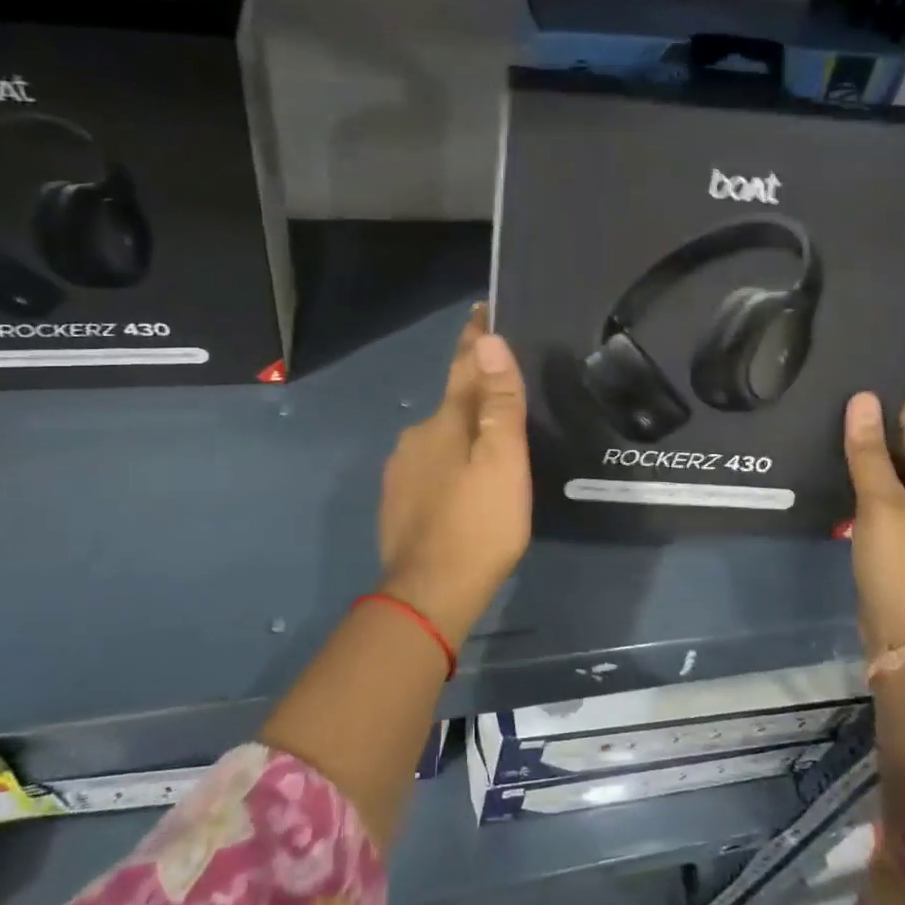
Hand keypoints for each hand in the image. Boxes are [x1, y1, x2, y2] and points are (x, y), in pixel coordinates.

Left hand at [378, 308, 532, 643]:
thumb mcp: (502, 460)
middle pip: (451, 404)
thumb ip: (498, 402)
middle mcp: (415, 437)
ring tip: (490, 446)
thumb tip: (489, 342)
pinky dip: (449, 465)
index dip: (475, 339)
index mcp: (443, 421)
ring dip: (461, 434)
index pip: (462, 366)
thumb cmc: (478, 524)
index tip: (481, 311)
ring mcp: (401, 472)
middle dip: (475, 393)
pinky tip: (463, 486)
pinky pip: (429, 469)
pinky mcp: (398, 502)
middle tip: (506, 394)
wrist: (430, 594)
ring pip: (439, 439)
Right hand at [843, 392, 904, 653]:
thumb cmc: (900, 564)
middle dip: (882, 425)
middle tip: (842, 398)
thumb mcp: (881, 504)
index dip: (898, 401)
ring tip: (836, 427)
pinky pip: (888, 497)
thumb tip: (862, 400)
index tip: (866, 374)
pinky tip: (842, 472)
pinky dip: (869, 481)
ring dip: (873, 454)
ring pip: (899, 474)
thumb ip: (869, 453)